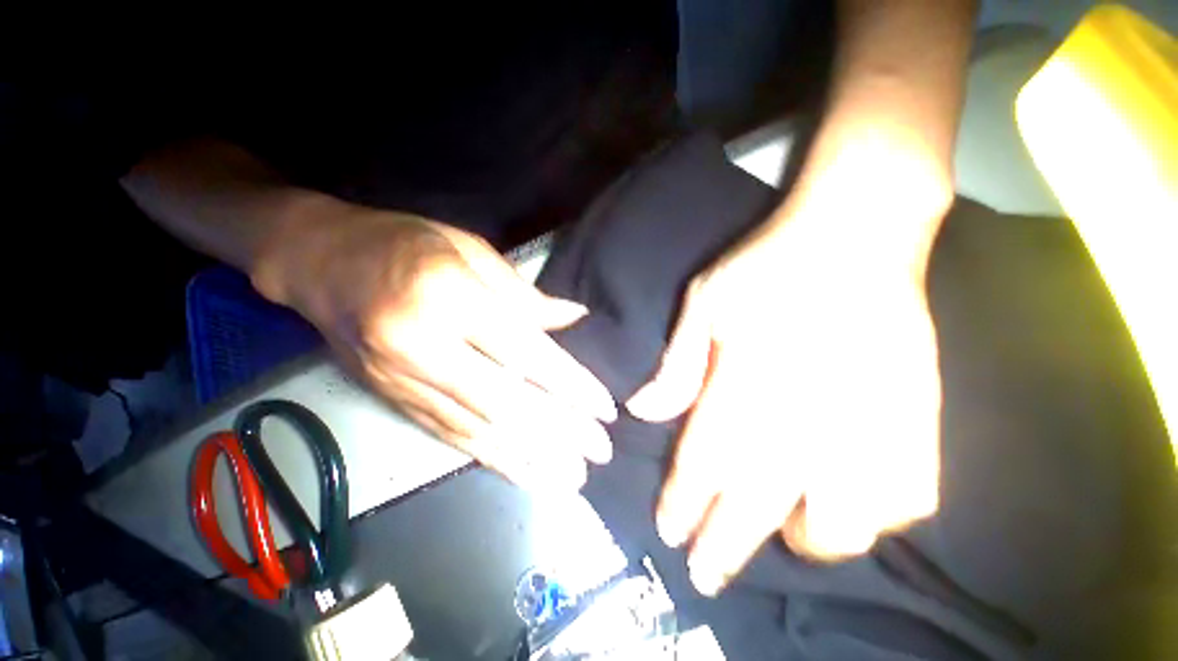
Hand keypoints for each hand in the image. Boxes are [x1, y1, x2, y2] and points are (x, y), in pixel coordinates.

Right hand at [258, 204, 616, 492]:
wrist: (320, 262)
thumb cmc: (404, 243)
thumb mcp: (471, 251)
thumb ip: (525, 295)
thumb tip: (574, 317)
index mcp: (452, 298)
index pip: (527, 353)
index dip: (570, 384)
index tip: (605, 409)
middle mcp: (427, 348)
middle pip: (508, 401)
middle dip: (559, 431)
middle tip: (601, 453)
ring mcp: (406, 382)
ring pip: (480, 430)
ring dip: (532, 459)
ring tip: (573, 478)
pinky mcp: (395, 401)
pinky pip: (451, 436)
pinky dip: (493, 458)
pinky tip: (524, 475)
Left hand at [627, 172, 947, 596]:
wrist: (856, 234)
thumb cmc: (768, 265)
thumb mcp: (704, 302)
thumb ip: (677, 363)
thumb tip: (643, 411)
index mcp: (749, 384)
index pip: (703, 464)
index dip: (683, 502)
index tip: (669, 533)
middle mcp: (808, 418)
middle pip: (755, 504)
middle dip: (724, 546)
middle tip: (702, 576)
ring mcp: (871, 423)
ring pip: (838, 524)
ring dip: (801, 541)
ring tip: (775, 533)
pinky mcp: (919, 417)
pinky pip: (904, 499)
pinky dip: (870, 519)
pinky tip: (845, 506)